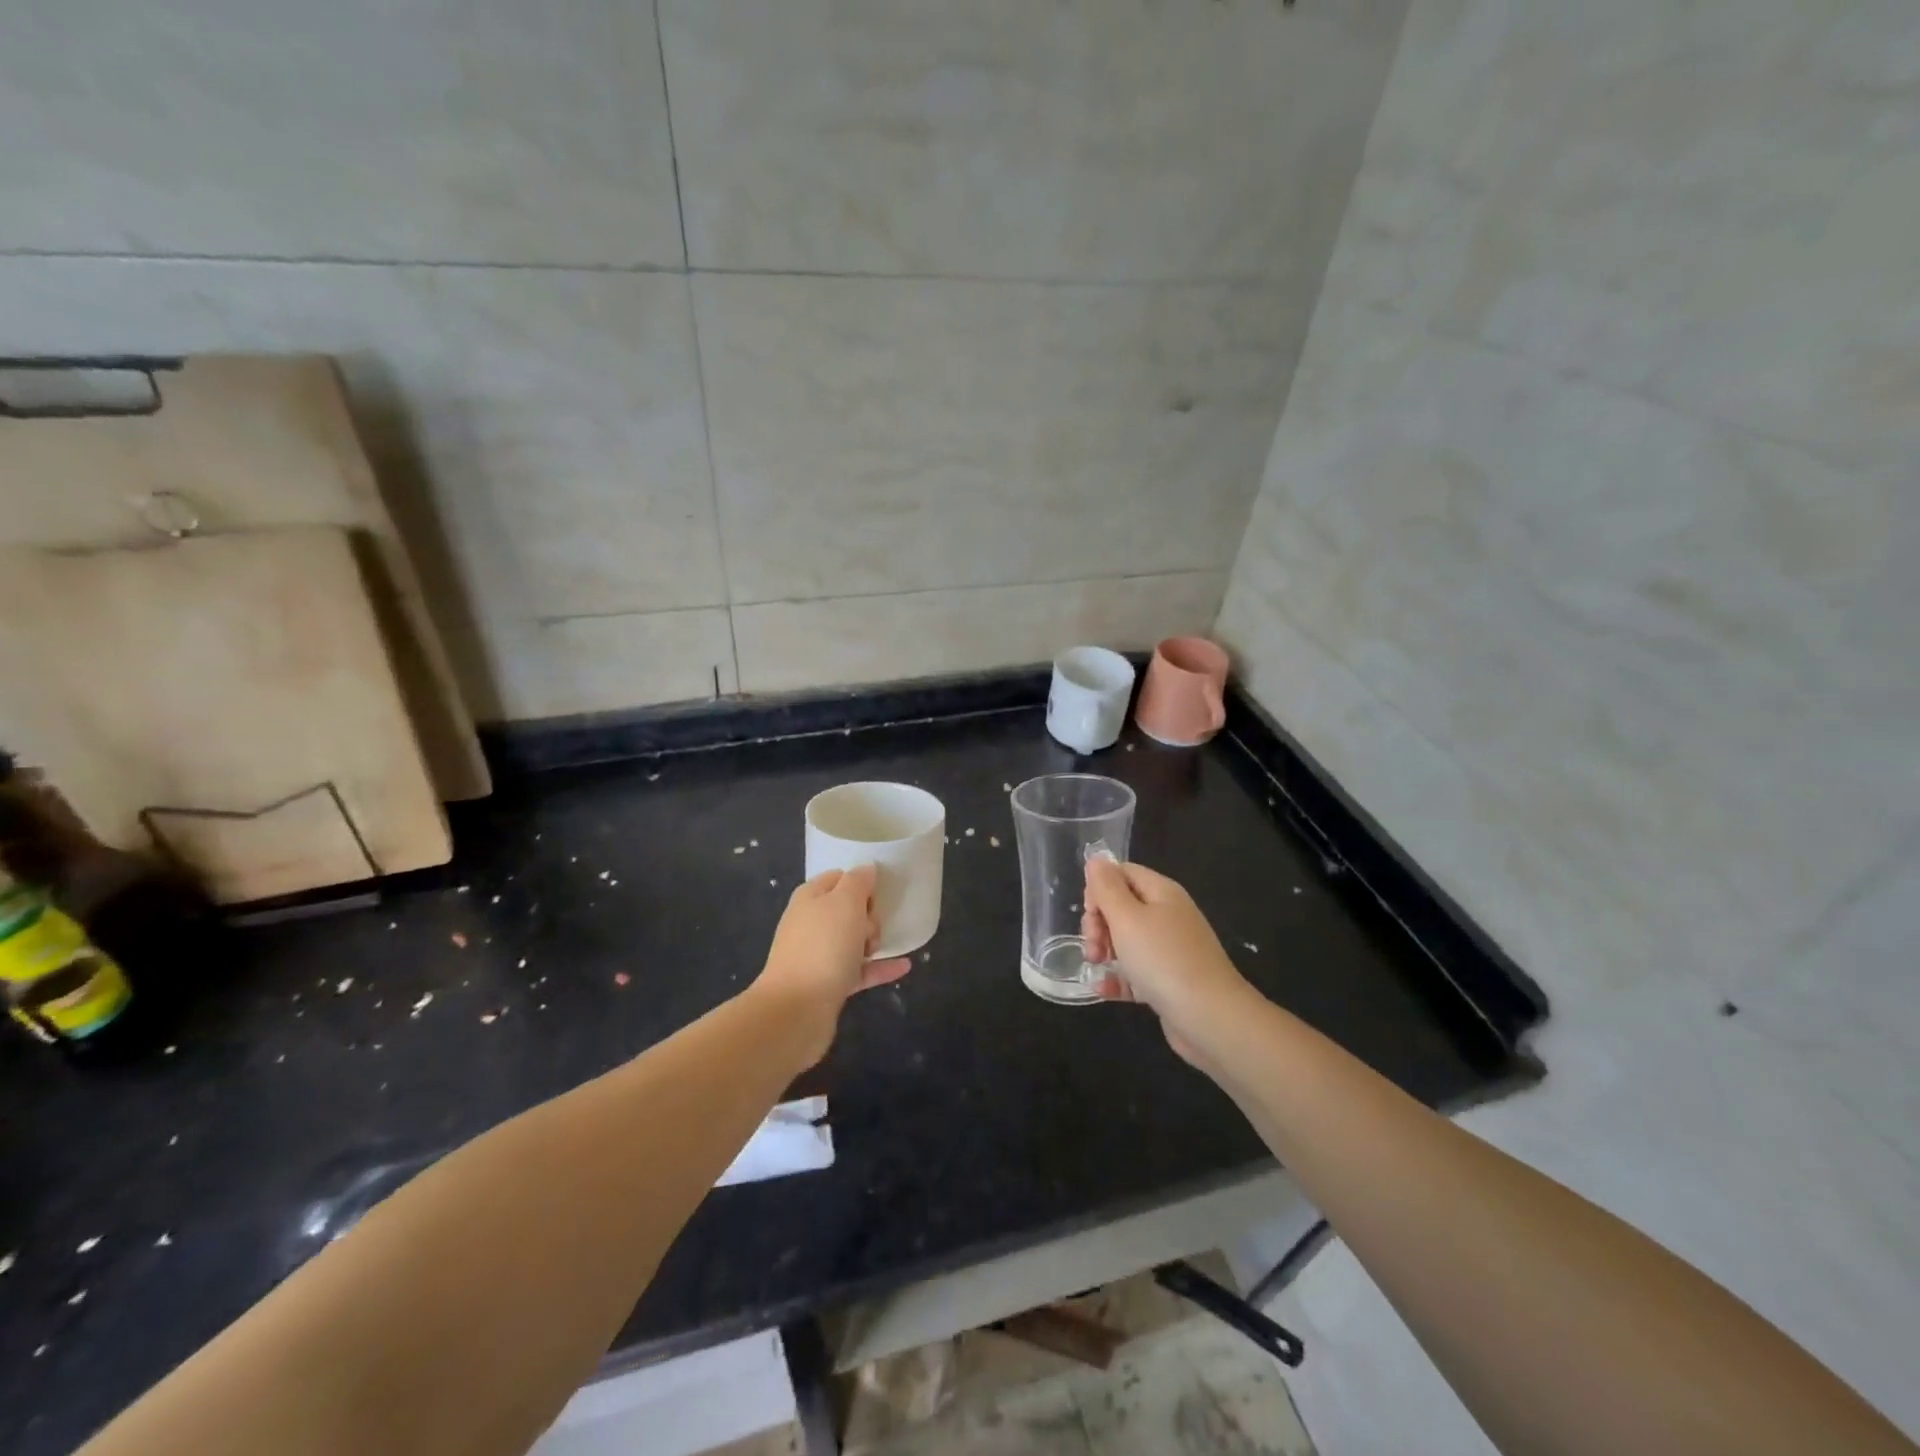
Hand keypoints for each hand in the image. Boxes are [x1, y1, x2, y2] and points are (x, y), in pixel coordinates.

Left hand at [753, 865, 911, 1064]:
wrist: (796, 1009)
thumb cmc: (823, 946)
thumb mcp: (845, 902)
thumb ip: (858, 881)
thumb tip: (867, 870)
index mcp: (810, 898)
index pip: (839, 878)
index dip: (861, 882)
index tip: (879, 893)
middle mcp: (811, 924)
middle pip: (849, 910)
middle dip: (869, 915)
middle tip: (869, 928)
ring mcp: (818, 955)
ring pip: (854, 940)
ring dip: (873, 941)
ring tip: (879, 948)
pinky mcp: (828, 985)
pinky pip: (860, 970)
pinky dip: (880, 968)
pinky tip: (904, 966)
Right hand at [1081, 858, 1254, 1063]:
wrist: (1210, 1017)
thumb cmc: (1163, 959)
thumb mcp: (1127, 918)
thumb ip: (1107, 888)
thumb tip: (1096, 860)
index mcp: (1162, 892)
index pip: (1123, 873)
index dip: (1100, 888)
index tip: (1090, 912)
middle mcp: (1168, 916)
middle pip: (1122, 907)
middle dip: (1099, 923)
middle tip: (1093, 946)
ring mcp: (1170, 950)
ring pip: (1126, 941)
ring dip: (1104, 951)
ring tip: (1096, 967)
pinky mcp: (1169, 981)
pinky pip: (1136, 972)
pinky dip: (1118, 978)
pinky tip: (1102, 989)